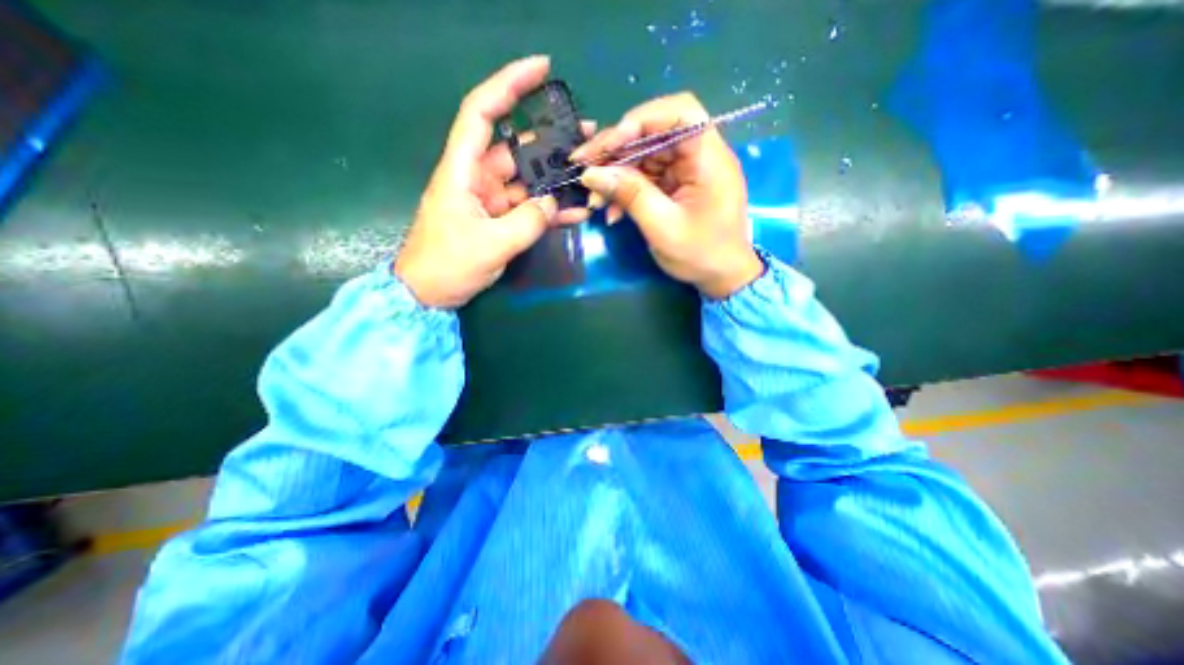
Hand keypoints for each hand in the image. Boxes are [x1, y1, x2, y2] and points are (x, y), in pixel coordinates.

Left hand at [396, 57, 589, 307]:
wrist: (429, 294)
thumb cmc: (447, 266)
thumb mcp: (490, 245)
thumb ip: (527, 222)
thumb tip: (552, 202)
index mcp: (462, 171)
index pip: (482, 113)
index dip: (509, 85)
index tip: (541, 68)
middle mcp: (477, 178)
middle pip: (517, 149)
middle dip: (551, 142)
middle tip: (587, 137)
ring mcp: (490, 201)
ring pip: (527, 181)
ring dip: (556, 180)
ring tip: (588, 174)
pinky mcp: (499, 220)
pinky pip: (528, 209)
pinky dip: (549, 210)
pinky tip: (575, 212)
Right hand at [575, 94, 763, 302]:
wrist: (721, 277)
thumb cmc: (700, 255)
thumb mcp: (662, 227)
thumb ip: (630, 195)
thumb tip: (591, 173)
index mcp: (708, 159)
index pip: (679, 113)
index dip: (640, 120)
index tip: (609, 144)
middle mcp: (699, 155)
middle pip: (655, 132)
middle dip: (617, 149)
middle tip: (584, 166)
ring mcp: (687, 170)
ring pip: (645, 155)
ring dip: (617, 173)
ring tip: (594, 197)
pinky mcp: (677, 184)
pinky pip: (646, 176)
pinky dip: (626, 189)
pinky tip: (611, 210)